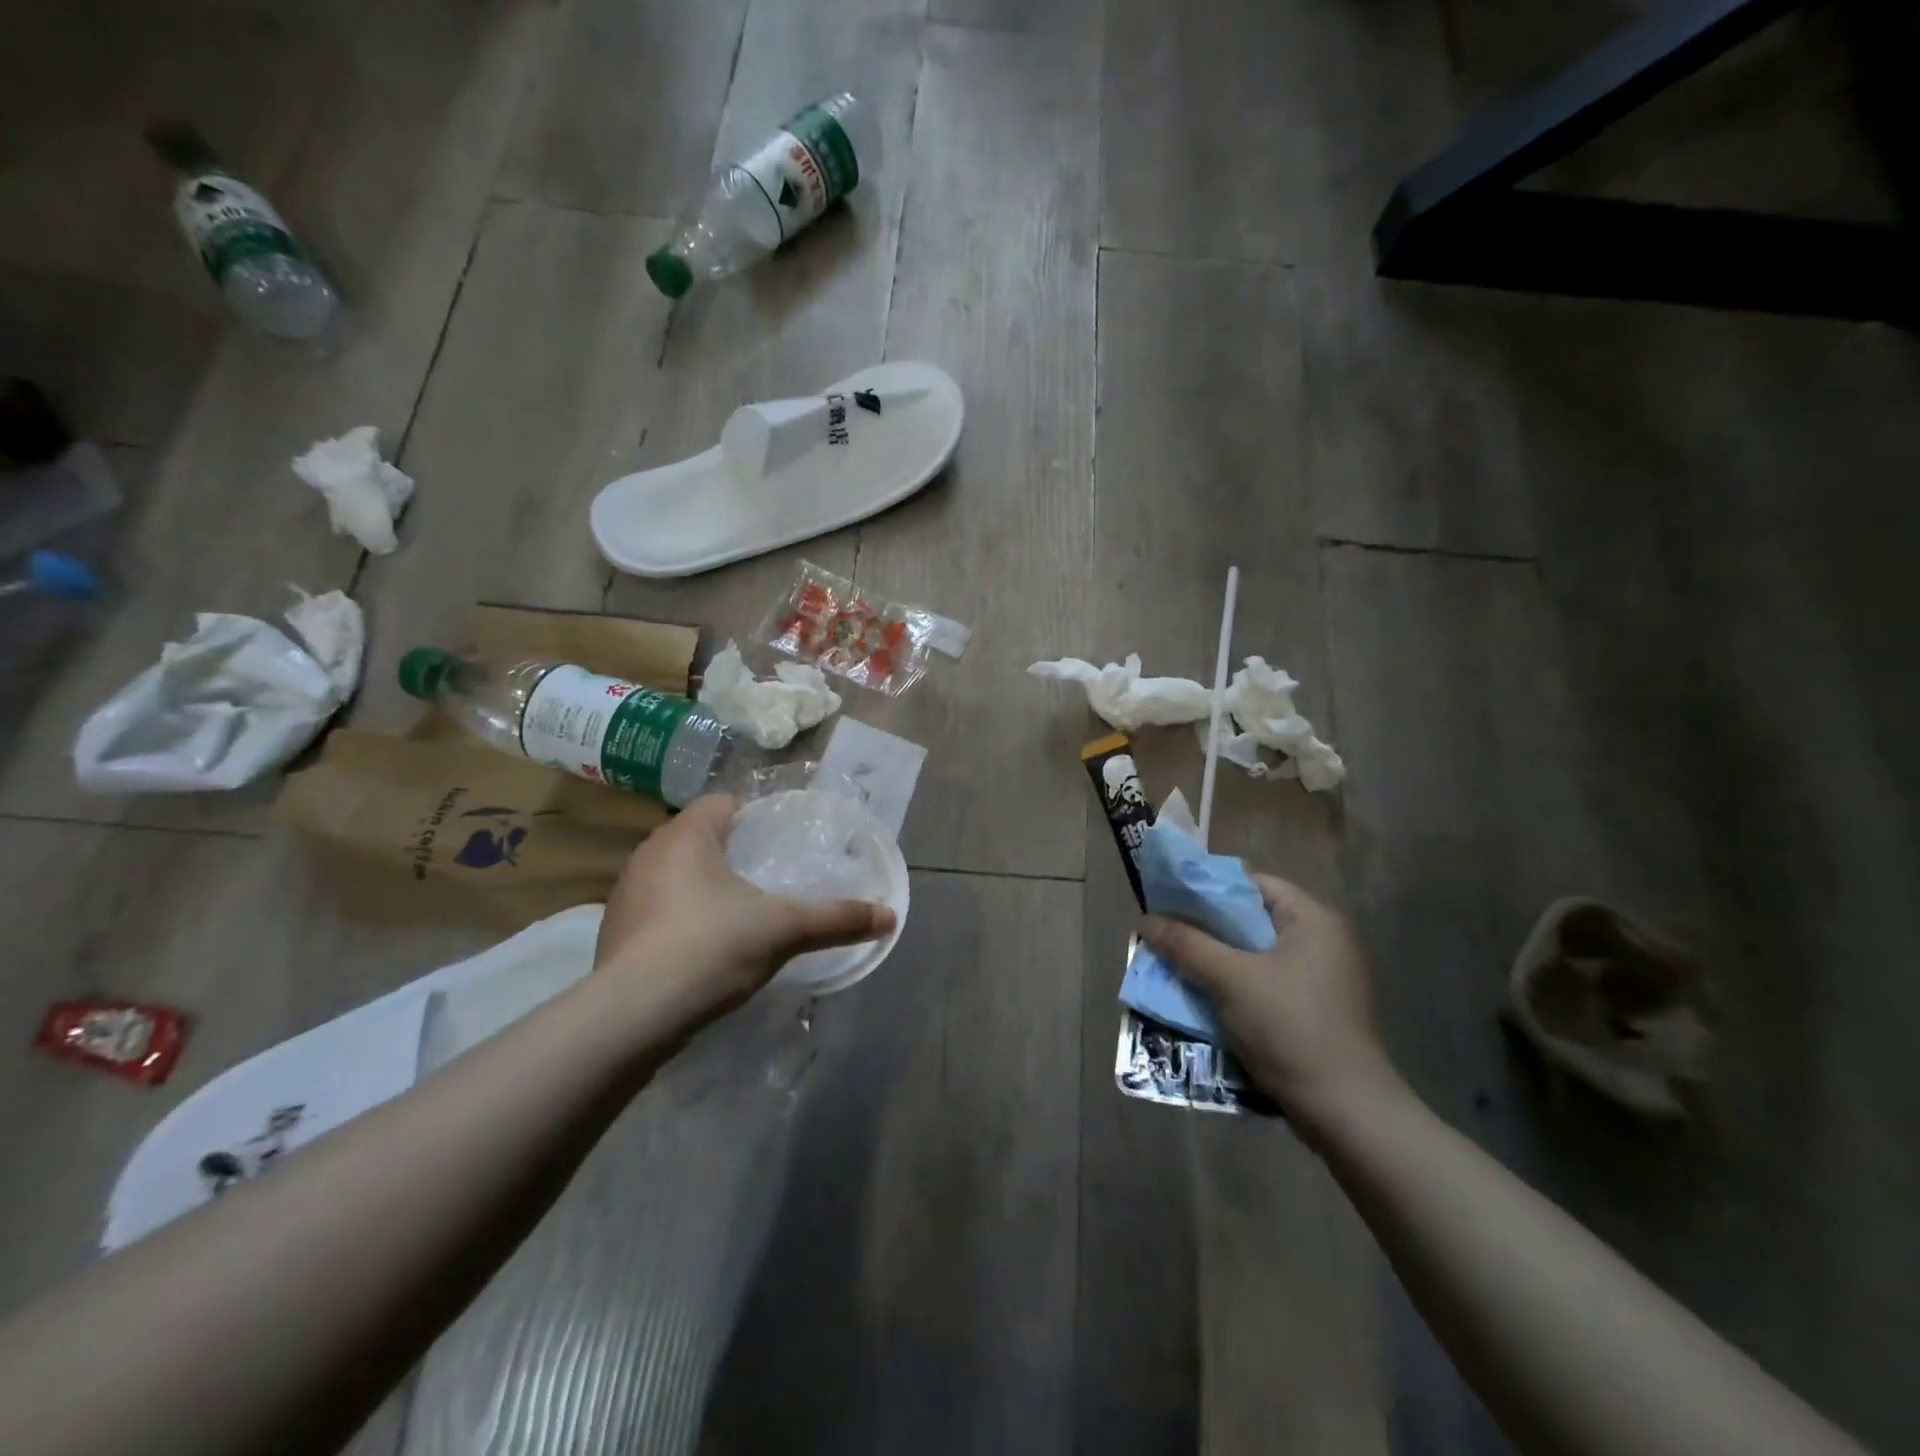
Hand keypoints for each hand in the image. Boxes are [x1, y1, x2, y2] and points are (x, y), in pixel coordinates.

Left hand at [594, 795, 895, 1038]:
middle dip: (731, 851)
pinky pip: (656, 908)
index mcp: (686, 835)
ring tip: (740, 910)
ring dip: (703, 884)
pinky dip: (680, 916)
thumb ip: (836, 919)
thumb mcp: (784, 930)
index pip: (723, 803)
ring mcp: (625, 894)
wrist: (633, 1016)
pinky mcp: (614, 933)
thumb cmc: (710, 948)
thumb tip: (889, 917)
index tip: (781, 837)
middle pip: (699, 837)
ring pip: (674, 873)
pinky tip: (702, 946)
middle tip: (769, 874)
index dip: (754, 814)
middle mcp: (648, 854)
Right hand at [1141, 873, 1400, 1137]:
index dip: (1209, 888)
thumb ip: (1187, 945)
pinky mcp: (1315, 1011)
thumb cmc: (1290, 1028)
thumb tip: (1145, 920)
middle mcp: (1322, 942)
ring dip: (1216, 960)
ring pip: (1255, 955)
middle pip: (1252, 920)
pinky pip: (1264, 984)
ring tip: (1176, 964)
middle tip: (1166, 934)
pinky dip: (1234, 986)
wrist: (1345, 1112)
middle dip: (1206, 928)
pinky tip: (1204, 998)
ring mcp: (1321, 980)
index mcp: (1313, 920)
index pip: (1253, 884)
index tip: (1170, 900)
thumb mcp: (1230, 980)